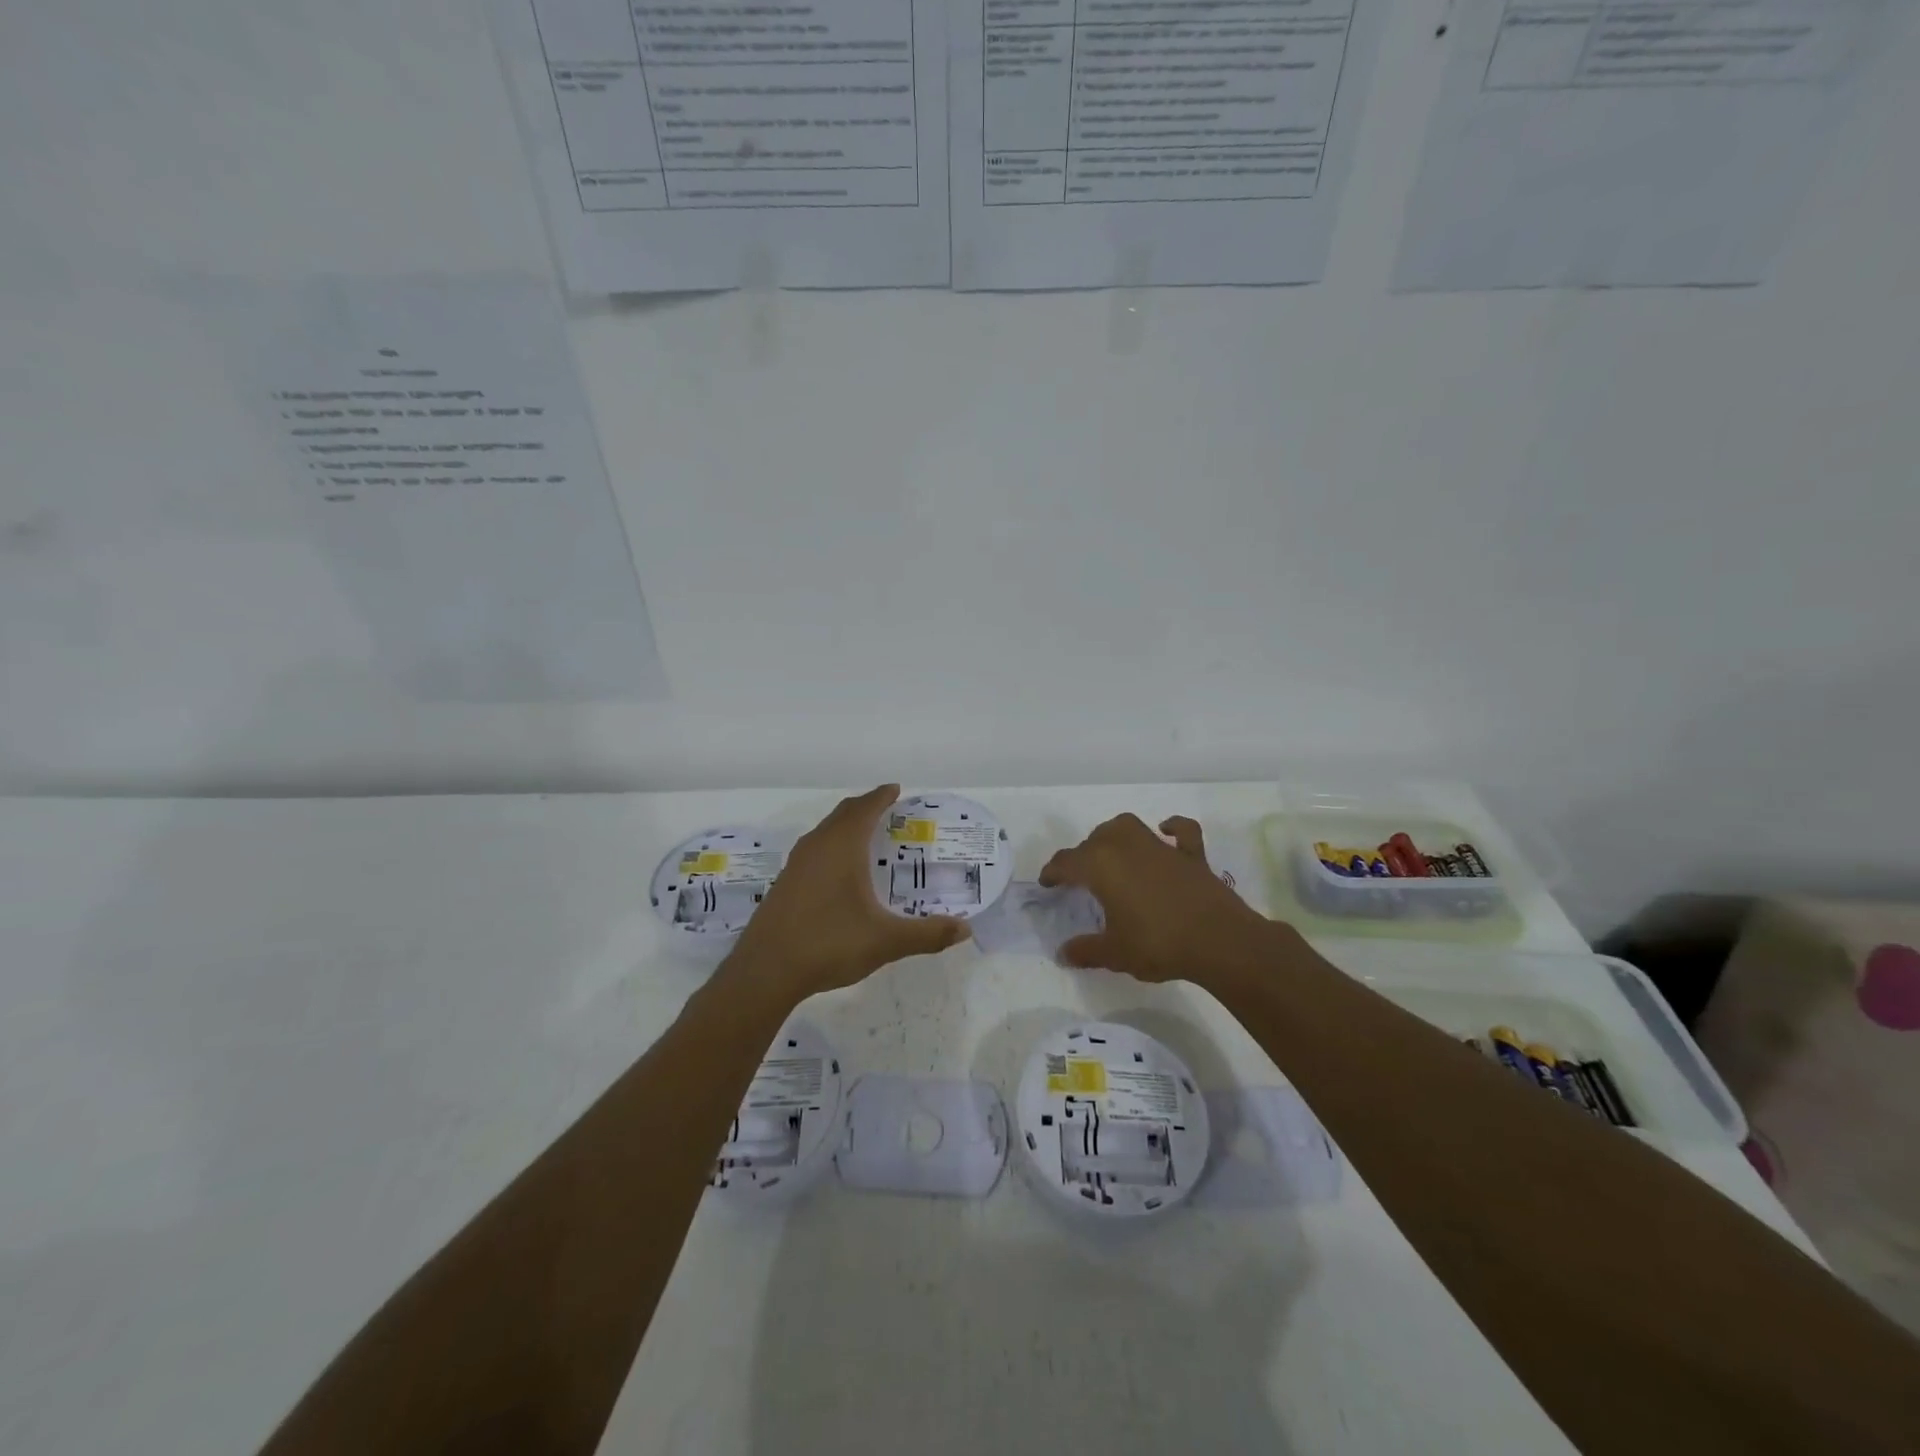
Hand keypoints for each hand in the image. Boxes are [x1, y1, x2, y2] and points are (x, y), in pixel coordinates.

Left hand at [724, 785, 970, 1000]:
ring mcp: (796, 865)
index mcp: (842, 847)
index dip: (882, 796)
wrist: (765, 971)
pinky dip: (831, 846)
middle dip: (865, 807)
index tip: (896, 789)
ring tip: (865, 836)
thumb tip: (965, 930)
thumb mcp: (886, 941)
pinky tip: (837, 872)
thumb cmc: (829, 943)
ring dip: (845, 826)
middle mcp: (817, 847)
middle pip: (843, 814)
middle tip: (886, 808)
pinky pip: (813, 851)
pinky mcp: (784, 884)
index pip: (865, 809)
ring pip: (824, 832)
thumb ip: (927, 934)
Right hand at [1039, 813, 1276, 984]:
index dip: (1052, 873)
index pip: (1067, 863)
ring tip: (1110, 851)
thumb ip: (1086, 950)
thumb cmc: (1158, 944)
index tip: (1047, 884)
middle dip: (1082, 855)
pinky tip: (1165, 831)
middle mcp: (1126, 847)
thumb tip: (1063, 954)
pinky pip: (1181, 832)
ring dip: (1114, 834)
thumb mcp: (1115, 954)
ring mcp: (1161, 848)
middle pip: (1094, 840)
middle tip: (1080, 878)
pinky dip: (1172, 828)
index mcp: (1101, 867)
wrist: (1219, 942)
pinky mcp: (1191, 855)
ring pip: (1128, 826)